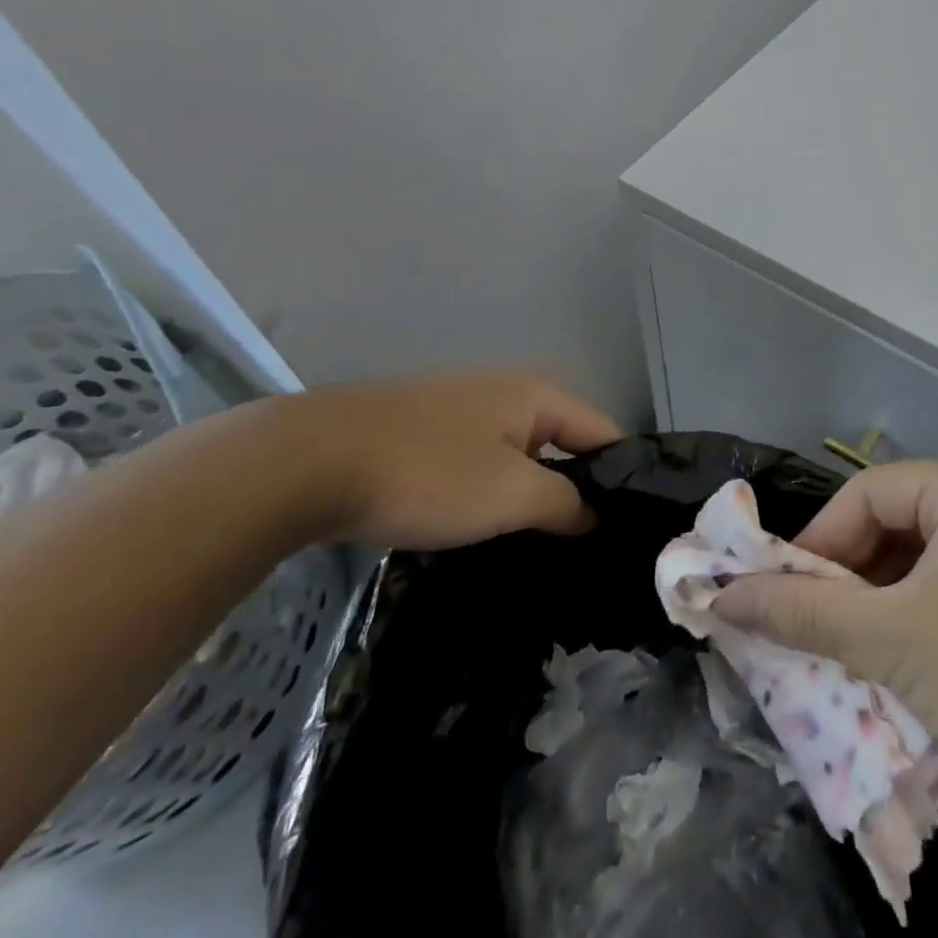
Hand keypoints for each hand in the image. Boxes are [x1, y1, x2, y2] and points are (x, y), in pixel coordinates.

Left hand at [267, 370, 620, 549]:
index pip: (604, 432)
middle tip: (585, 546)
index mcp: (536, 394)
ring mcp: (460, 408)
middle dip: (575, 489)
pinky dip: (489, 492)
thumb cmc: (428, 472)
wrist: (309, 460)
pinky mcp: (423, 431)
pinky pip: (478, 462)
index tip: (628, 529)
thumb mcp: (510, 494)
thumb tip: (596, 514)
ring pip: (517, 455)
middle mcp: (506, 391)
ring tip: (539, 545)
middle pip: (562, 442)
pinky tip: (481, 528)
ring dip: (530, 494)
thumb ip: (565, 503)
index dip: (621, 478)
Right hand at [713, 459, 937, 818]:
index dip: (817, 541)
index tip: (779, 593)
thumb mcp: (889, 640)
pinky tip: (892, 663)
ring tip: (841, 650)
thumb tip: (721, 596)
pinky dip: (911, 620)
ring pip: (919, 562)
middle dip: (845, 577)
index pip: (867, 493)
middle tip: (806, 626)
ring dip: (874, 604)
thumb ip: (801, 612)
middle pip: (893, 523)